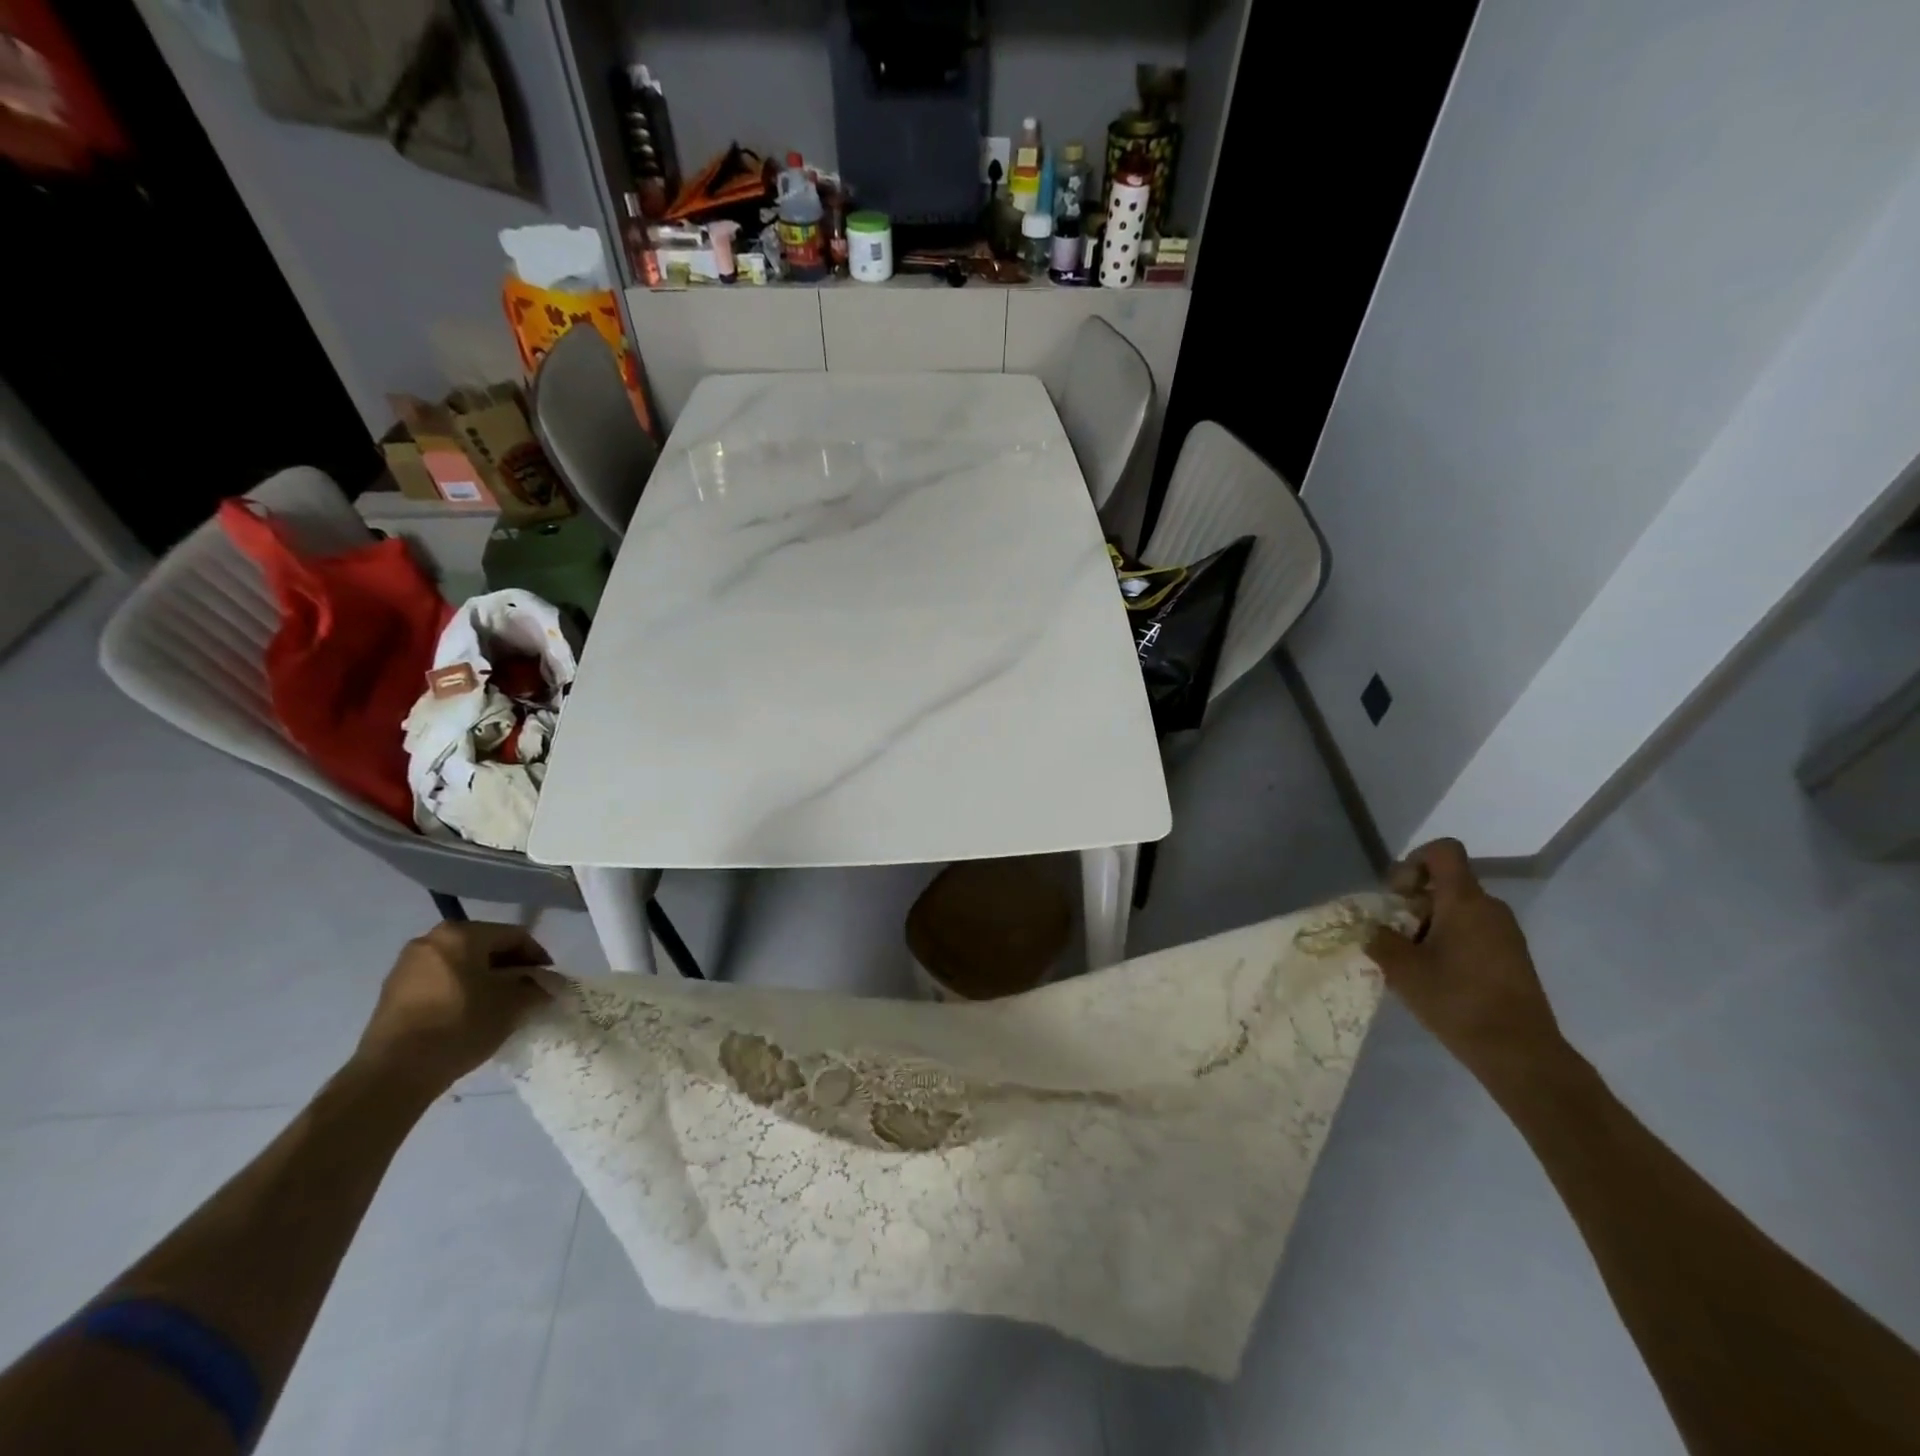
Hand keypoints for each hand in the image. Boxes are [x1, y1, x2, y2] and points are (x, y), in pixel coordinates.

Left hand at [353, 922, 551, 1096]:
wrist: (393, 1072)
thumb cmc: (460, 1024)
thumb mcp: (512, 1005)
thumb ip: (536, 987)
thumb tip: (547, 985)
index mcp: (461, 934)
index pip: (514, 936)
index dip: (538, 957)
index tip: (549, 981)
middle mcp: (431, 939)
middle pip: (485, 947)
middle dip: (510, 968)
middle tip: (526, 992)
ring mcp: (407, 966)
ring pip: (461, 965)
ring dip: (485, 980)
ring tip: (499, 1006)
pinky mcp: (393, 992)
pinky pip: (439, 981)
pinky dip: (460, 991)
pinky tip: (469, 1015)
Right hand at [1367, 839, 1568, 1095]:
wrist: (1521, 1053)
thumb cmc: (1457, 1001)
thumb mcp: (1402, 969)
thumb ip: (1380, 938)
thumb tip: (1372, 928)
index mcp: (1465, 901)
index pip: (1443, 851)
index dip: (1413, 861)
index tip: (1397, 894)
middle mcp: (1490, 908)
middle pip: (1446, 883)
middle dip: (1413, 901)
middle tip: (1395, 933)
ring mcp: (1506, 933)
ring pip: (1458, 909)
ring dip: (1429, 923)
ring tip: (1412, 959)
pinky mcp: (1512, 956)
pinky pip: (1473, 931)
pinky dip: (1449, 940)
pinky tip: (1436, 975)